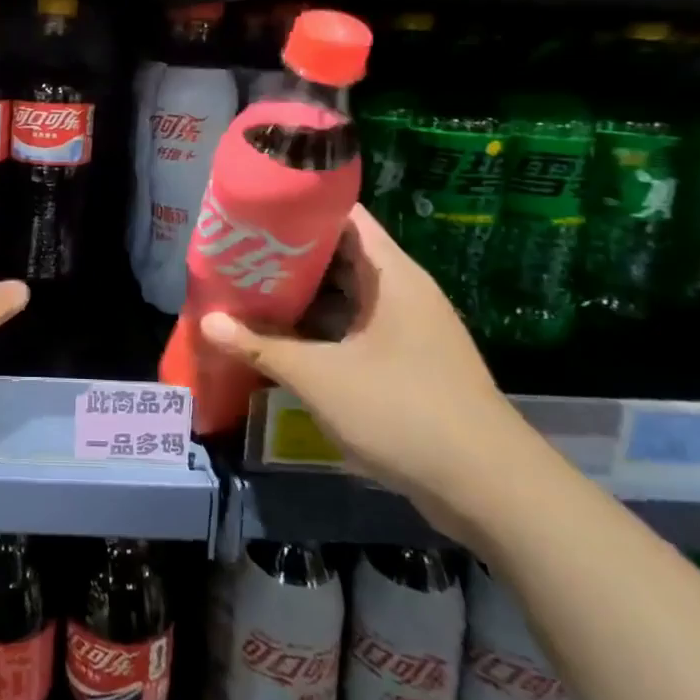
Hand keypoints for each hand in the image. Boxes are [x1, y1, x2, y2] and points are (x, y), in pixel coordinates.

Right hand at [201, 205, 540, 539]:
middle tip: (237, 253)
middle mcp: (403, 292)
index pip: (344, 215)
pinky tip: (282, 337)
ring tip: (248, 289)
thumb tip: (207, 322)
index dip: (299, 207)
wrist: (491, 491)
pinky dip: (320, 327)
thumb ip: (262, 347)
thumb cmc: (405, 413)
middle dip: (288, 254)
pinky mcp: (408, 363)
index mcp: (392, 275)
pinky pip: (355, 328)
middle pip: (339, 254)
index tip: (253, 211)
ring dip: (302, 295)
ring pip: (346, 295)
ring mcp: (408, 329)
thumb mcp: (321, 378)